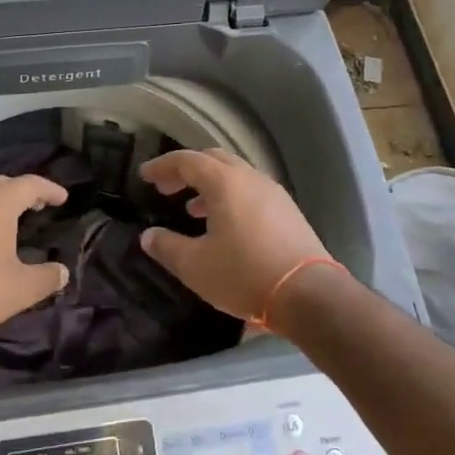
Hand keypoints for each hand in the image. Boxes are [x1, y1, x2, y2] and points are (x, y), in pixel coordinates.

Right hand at [136, 148, 331, 320]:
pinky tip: (225, 225)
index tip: (145, 175)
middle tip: (166, 187)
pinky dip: (230, 197)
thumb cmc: (245, 275)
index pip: (187, 161)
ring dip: (209, 185)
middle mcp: (250, 178)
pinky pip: (250, 191)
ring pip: (234, 175)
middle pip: (213, 159)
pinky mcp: (287, 210)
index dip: (162, 166)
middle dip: (186, 170)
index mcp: (224, 182)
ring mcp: (273, 192)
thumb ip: (167, 247)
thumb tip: (148, 236)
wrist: (309, 294)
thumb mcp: (196, 266)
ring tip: (192, 208)